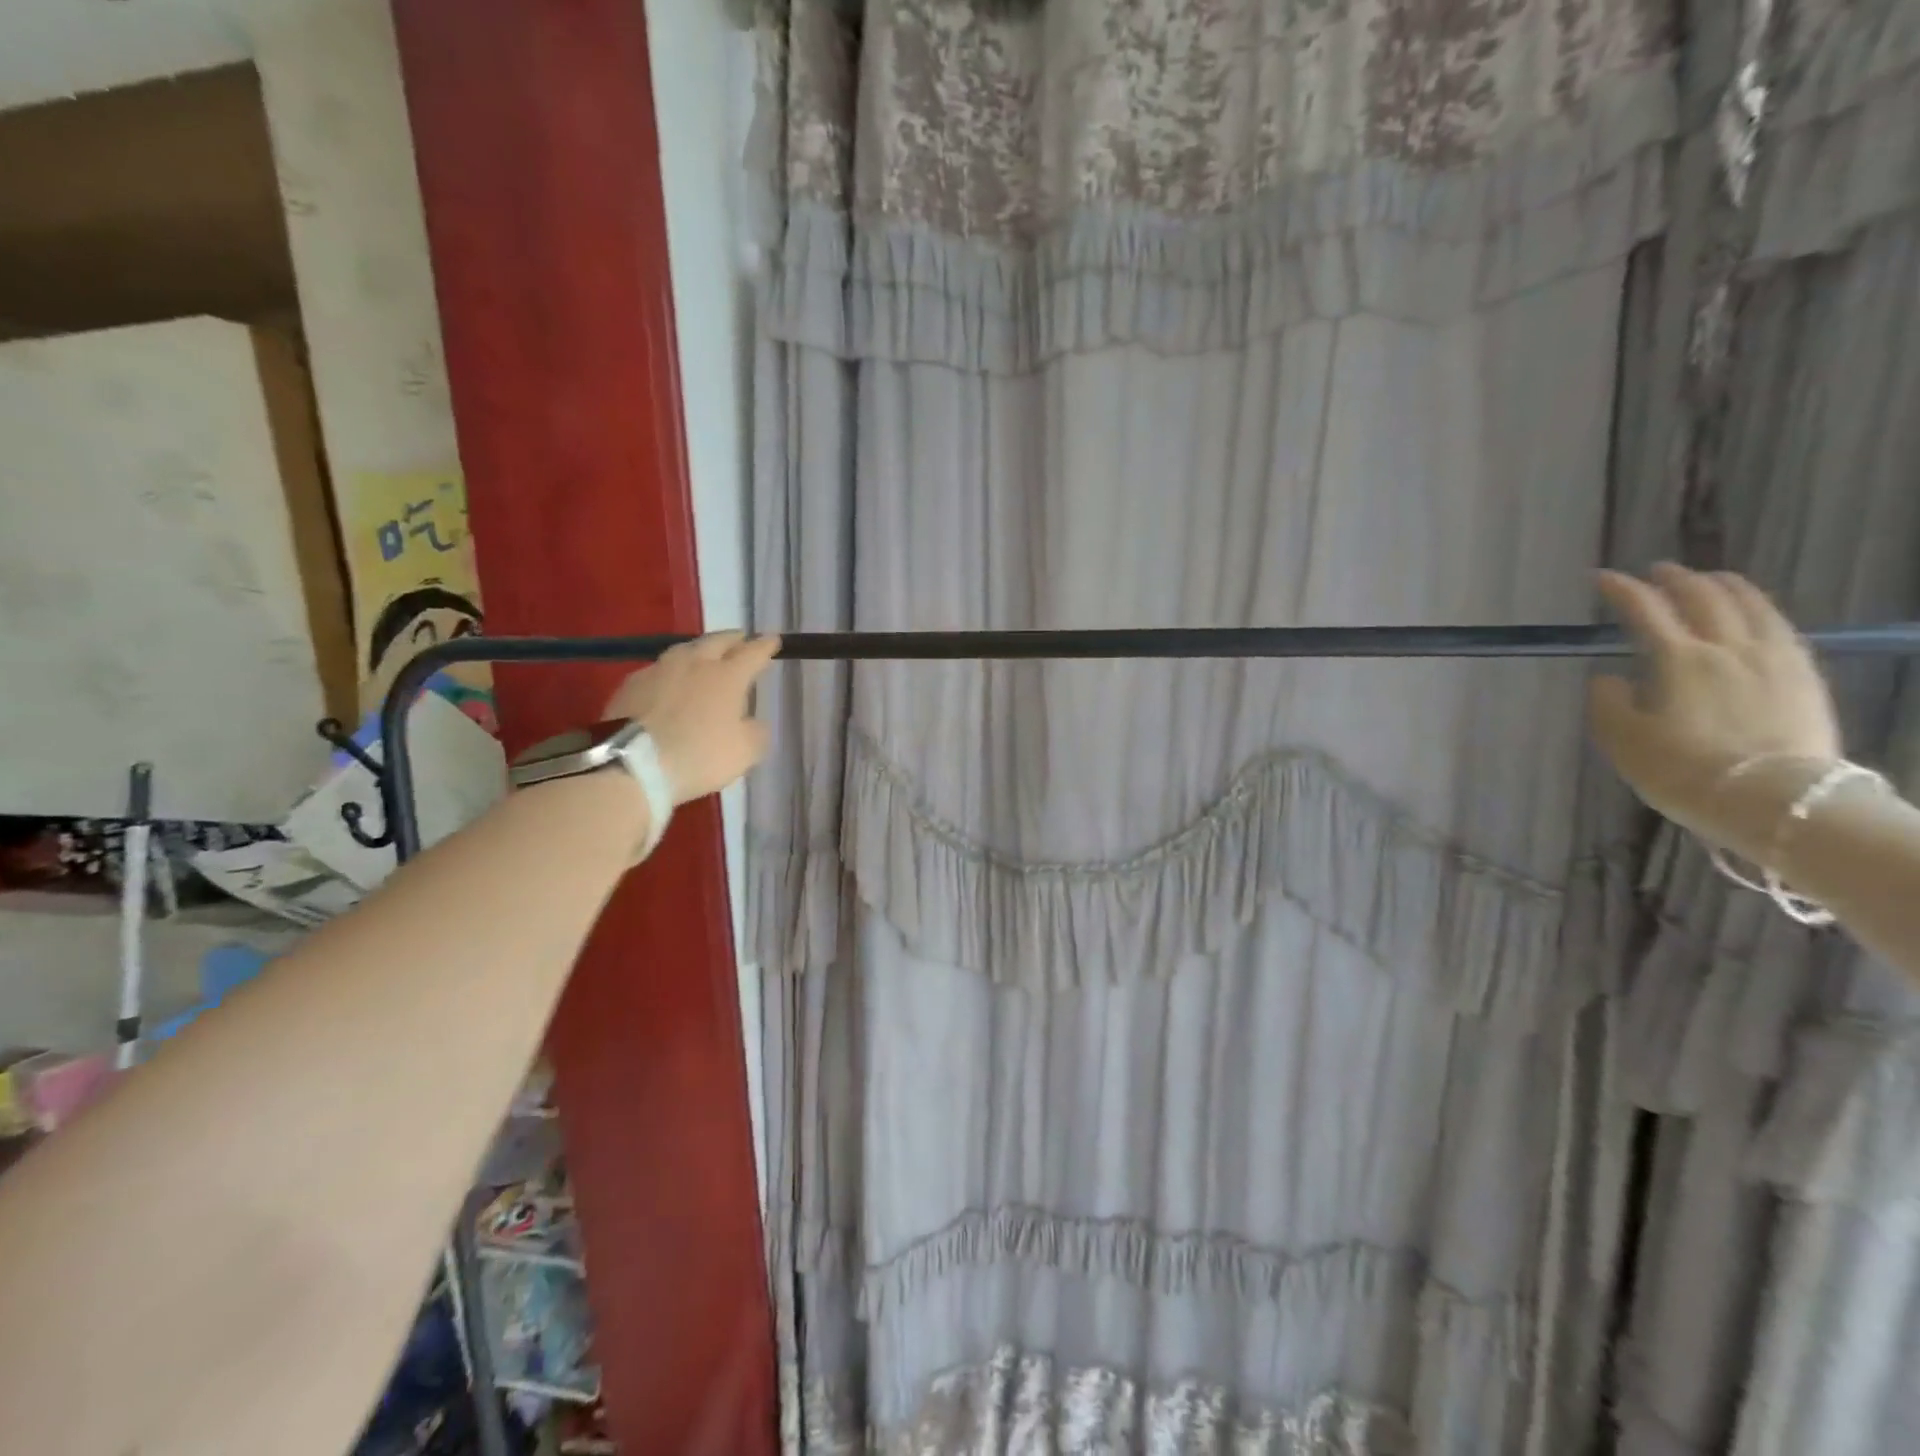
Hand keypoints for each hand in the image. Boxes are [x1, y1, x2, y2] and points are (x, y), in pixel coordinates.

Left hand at [602, 632, 779, 804]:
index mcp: (727, 676)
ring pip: (685, 649)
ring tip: (705, 654)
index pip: (753, 652)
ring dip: (700, 649)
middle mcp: (695, 663)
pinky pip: (658, 668)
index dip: (765, 645)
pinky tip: (669, 679)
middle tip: (741, 640)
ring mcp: (660, 670)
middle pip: (717, 641)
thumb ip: (756, 732)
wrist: (632, 764)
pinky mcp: (631, 683)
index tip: (774, 640)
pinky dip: (671, 670)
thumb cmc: (699, 756)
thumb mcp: (744, 752)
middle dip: (733, 639)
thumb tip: (752, 722)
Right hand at [1589, 565, 1840, 844]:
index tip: (1602, 578)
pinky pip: (1783, 629)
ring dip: (1725, 587)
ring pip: (1751, 607)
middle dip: (1676, 580)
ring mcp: (1773, 660)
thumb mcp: (1623, 740)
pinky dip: (1761, 611)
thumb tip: (1607, 678)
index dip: (1622, 590)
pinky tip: (1756, 614)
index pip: (1645, 611)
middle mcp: (1727, 648)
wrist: (1771, 800)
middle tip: (1657, 571)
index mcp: (1679, 660)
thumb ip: (1609, 702)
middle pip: (1704, 599)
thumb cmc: (1681, 770)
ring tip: (1710, 578)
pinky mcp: (1803, 678)